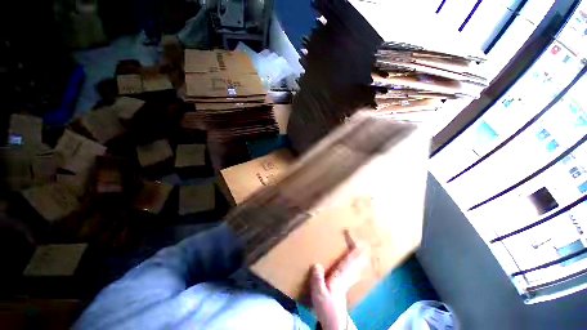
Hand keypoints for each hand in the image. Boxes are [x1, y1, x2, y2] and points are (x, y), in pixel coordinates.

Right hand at [310, 245, 368, 329]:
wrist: (334, 323)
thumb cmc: (327, 308)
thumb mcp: (319, 294)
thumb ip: (317, 280)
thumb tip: (317, 264)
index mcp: (339, 277)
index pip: (348, 261)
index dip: (354, 250)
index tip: (359, 241)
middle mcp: (345, 277)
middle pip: (354, 263)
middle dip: (359, 252)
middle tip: (363, 243)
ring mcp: (345, 282)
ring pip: (354, 267)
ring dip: (358, 258)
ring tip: (360, 250)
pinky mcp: (343, 285)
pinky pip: (351, 271)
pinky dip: (354, 265)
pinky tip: (354, 265)